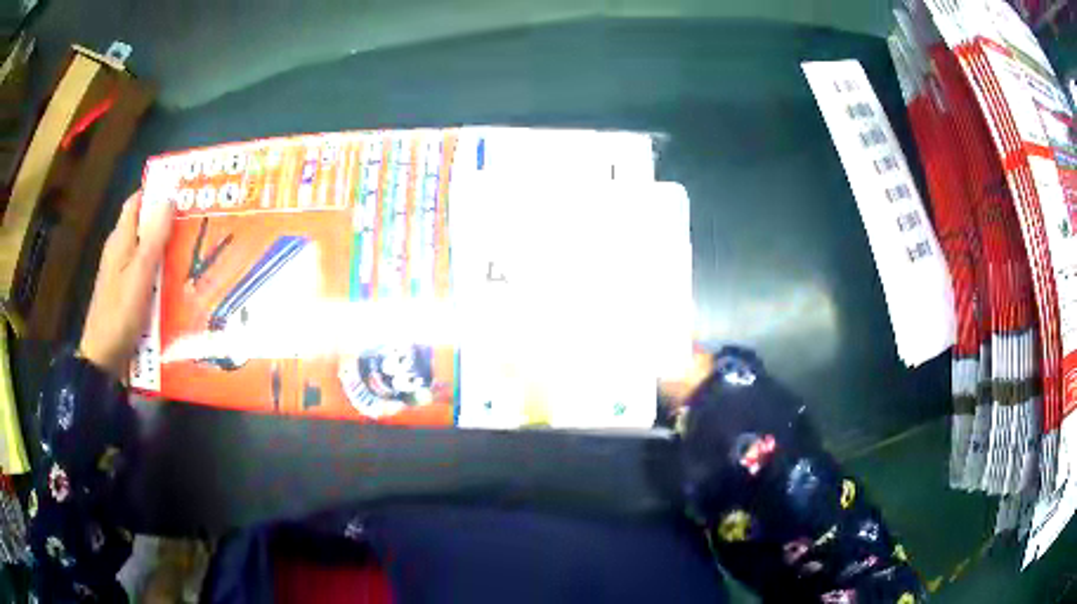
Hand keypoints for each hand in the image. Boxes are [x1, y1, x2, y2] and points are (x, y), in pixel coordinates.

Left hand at [80, 191, 173, 377]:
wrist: (103, 358)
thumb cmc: (120, 314)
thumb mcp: (140, 274)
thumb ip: (154, 236)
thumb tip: (169, 197)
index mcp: (120, 239)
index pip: (137, 201)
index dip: (156, 191)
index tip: (182, 190)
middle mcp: (119, 251)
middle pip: (142, 225)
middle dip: (165, 219)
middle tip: (194, 221)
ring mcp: (120, 273)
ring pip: (144, 249)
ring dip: (163, 246)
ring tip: (190, 248)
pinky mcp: (124, 293)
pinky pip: (144, 271)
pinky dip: (158, 269)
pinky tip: (173, 279)